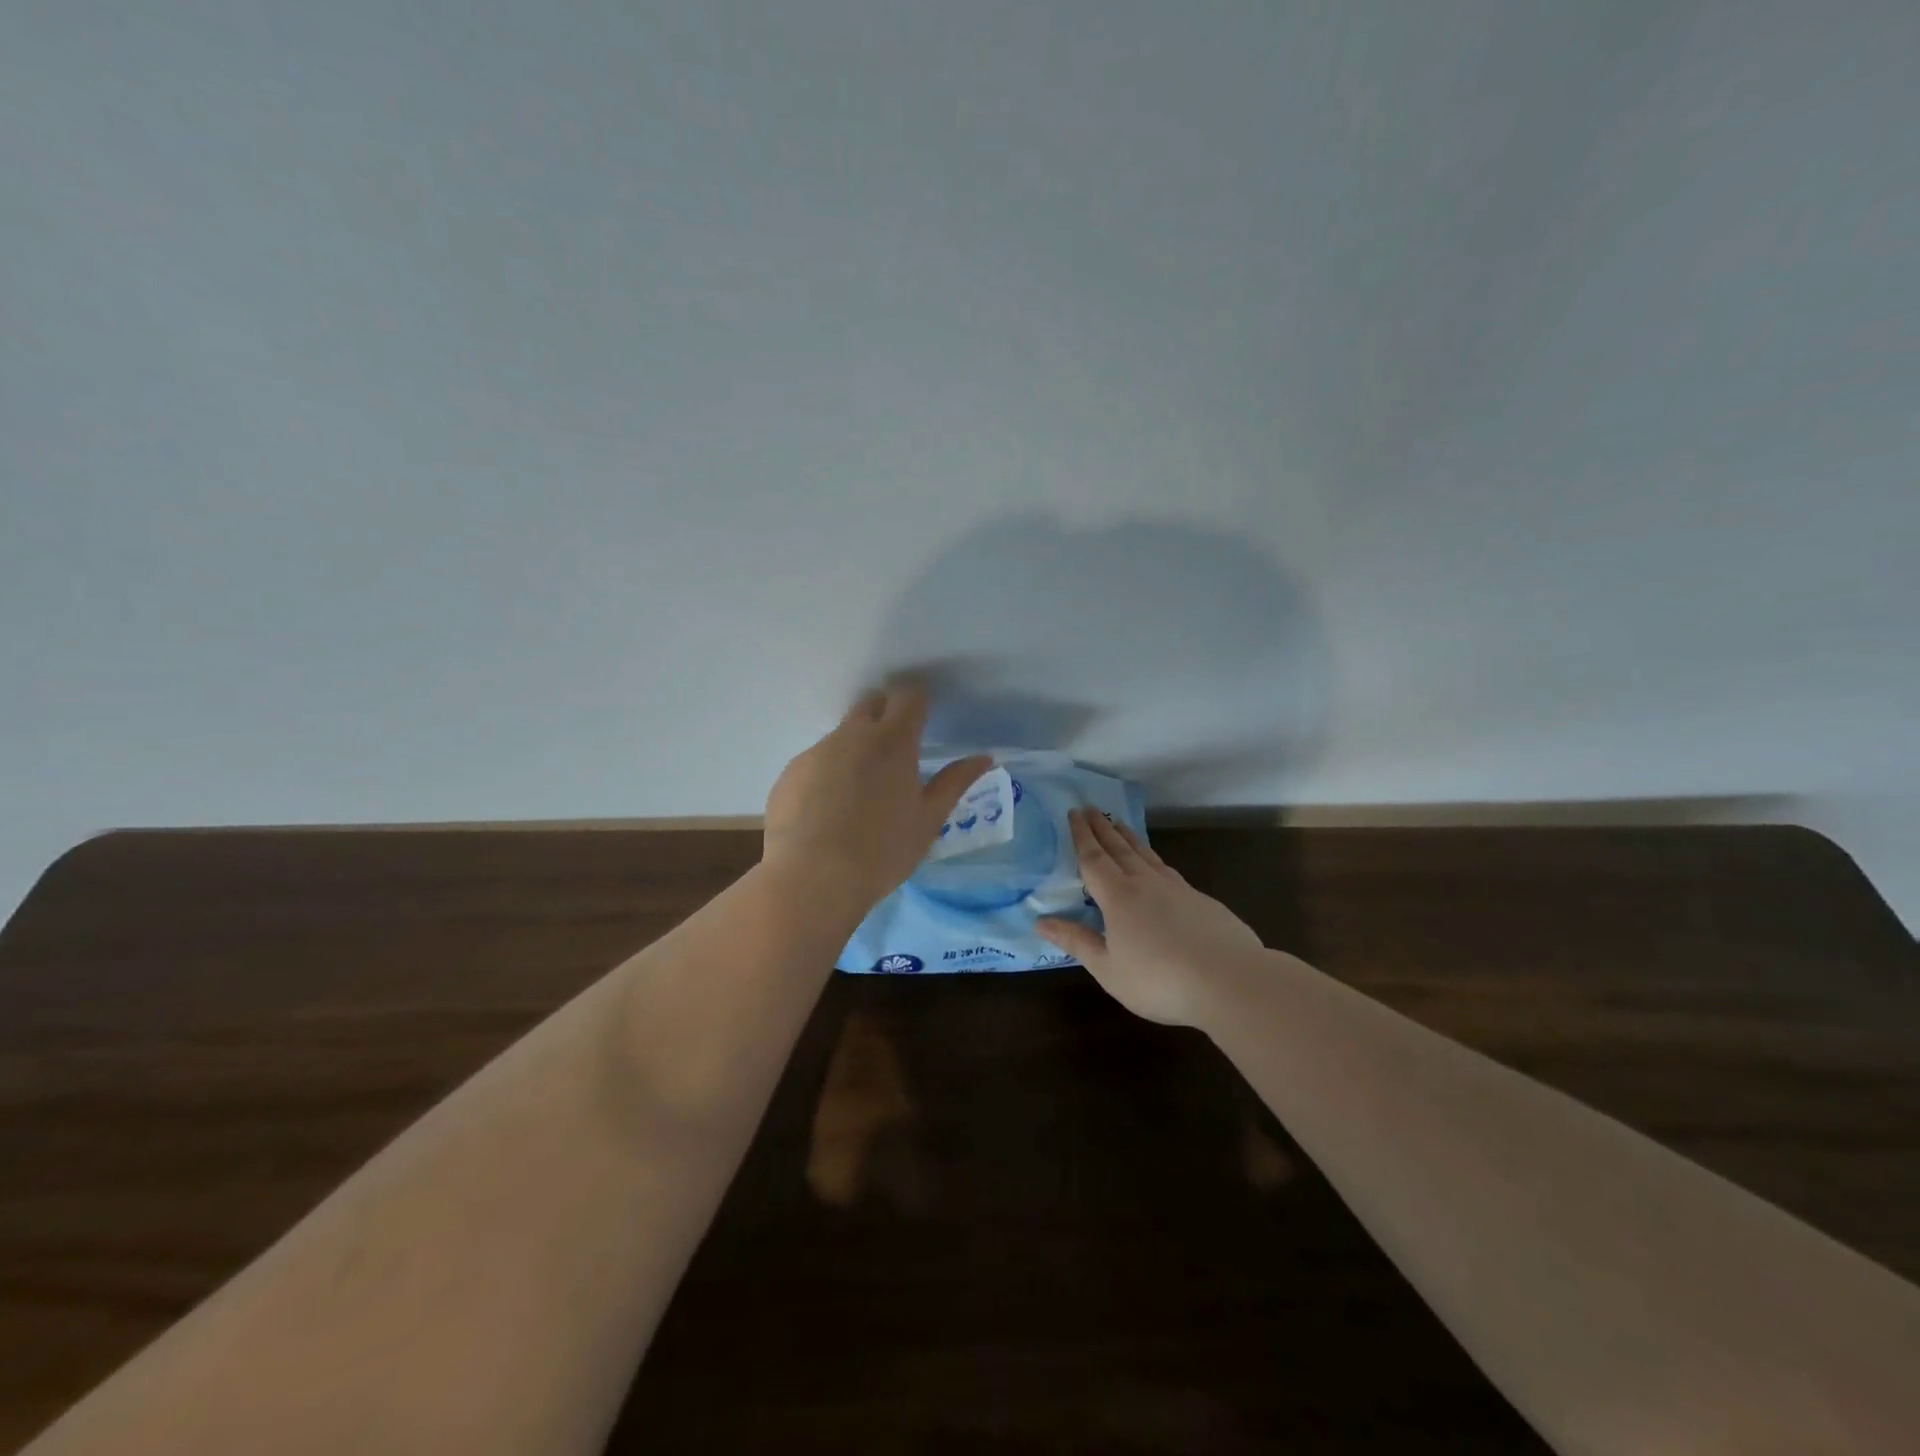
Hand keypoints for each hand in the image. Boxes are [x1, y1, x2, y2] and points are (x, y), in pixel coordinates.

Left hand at [763, 687, 991, 916]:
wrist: (812, 879)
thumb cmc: (882, 850)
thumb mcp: (928, 820)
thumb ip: (955, 782)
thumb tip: (984, 757)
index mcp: (893, 741)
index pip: (909, 698)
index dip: (918, 704)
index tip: (922, 723)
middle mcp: (852, 735)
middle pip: (870, 704)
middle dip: (884, 715)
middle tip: (895, 754)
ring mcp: (815, 752)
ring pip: (840, 737)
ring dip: (854, 751)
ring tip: (858, 797)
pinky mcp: (789, 774)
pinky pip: (815, 763)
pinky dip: (826, 776)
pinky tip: (826, 815)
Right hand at [1037, 809, 1264, 1025]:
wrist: (1230, 981)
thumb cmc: (1159, 980)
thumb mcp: (1108, 968)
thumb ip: (1076, 941)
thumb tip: (1040, 921)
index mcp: (1118, 897)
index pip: (1093, 859)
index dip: (1082, 836)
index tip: (1074, 812)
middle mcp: (1145, 883)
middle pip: (1119, 848)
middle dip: (1102, 828)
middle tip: (1091, 808)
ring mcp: (1177, 889)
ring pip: (1146, 855)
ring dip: (1129, 837)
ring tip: (1119, 824)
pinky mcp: (1201, 901)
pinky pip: (1168, 870)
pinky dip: (1153, 859)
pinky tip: (1156, 866)